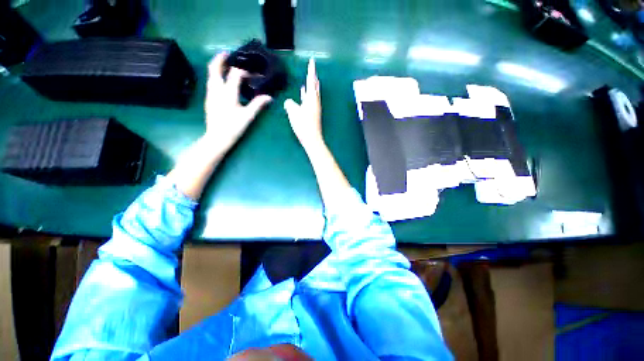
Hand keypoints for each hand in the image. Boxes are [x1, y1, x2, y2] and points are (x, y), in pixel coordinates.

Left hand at [204, 53, 271, 148]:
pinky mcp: (209, 99)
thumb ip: (258, 105)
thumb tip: (269, 97)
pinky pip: (211, 83)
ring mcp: (210, 94)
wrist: (217, 138)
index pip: (235, 74)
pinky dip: (216, 76)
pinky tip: (222, 81)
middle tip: (227, 54)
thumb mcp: (248, 116)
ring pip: (211, 75)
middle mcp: (216, 90)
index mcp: (228, 93)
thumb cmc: (233, 127)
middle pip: (215, 69)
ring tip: (224, 64)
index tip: (252, 75)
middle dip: (220, 59)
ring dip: (217, 67)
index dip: (244, 72)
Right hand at [284, 58, 323, 150]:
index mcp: (312, 99)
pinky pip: (309, 100)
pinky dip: (306, 94)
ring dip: (311, 85)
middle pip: (315, 86)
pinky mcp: (312, 113)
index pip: (311, 81)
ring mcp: (314, 108)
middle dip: (313, 77)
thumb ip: (290, 104)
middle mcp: (315, 102)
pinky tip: (303, 92)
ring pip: (313, 93)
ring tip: (309, 78)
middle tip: (312, 68)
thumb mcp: (293, 113)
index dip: (311, 70)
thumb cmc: (303, 126)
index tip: (313, 61)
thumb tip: (289, 102)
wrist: (312, 139)